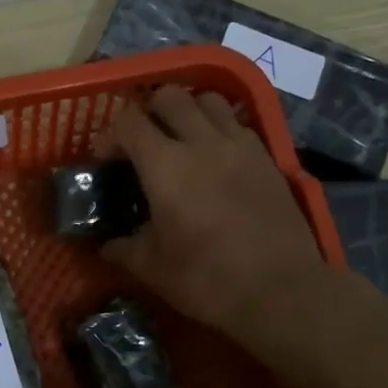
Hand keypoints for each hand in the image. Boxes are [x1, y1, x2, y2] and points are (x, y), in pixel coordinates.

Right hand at [95, 85, 371, 371]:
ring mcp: (239, 146)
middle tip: (144, 142)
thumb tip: (106, 246)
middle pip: (169, 96)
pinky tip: (216, 158)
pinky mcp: (267, 157)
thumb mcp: (153, 269)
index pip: (129, 121)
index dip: (110, 133)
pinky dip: (220, 128)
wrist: (281, 291)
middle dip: (149, 111)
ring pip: (209, 100)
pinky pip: (238, 124)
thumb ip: (124, 249)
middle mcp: (202, 143)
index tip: (106, 158)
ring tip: (183, 140)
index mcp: (165, 166)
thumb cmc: (207, 279)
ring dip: (189, 111)